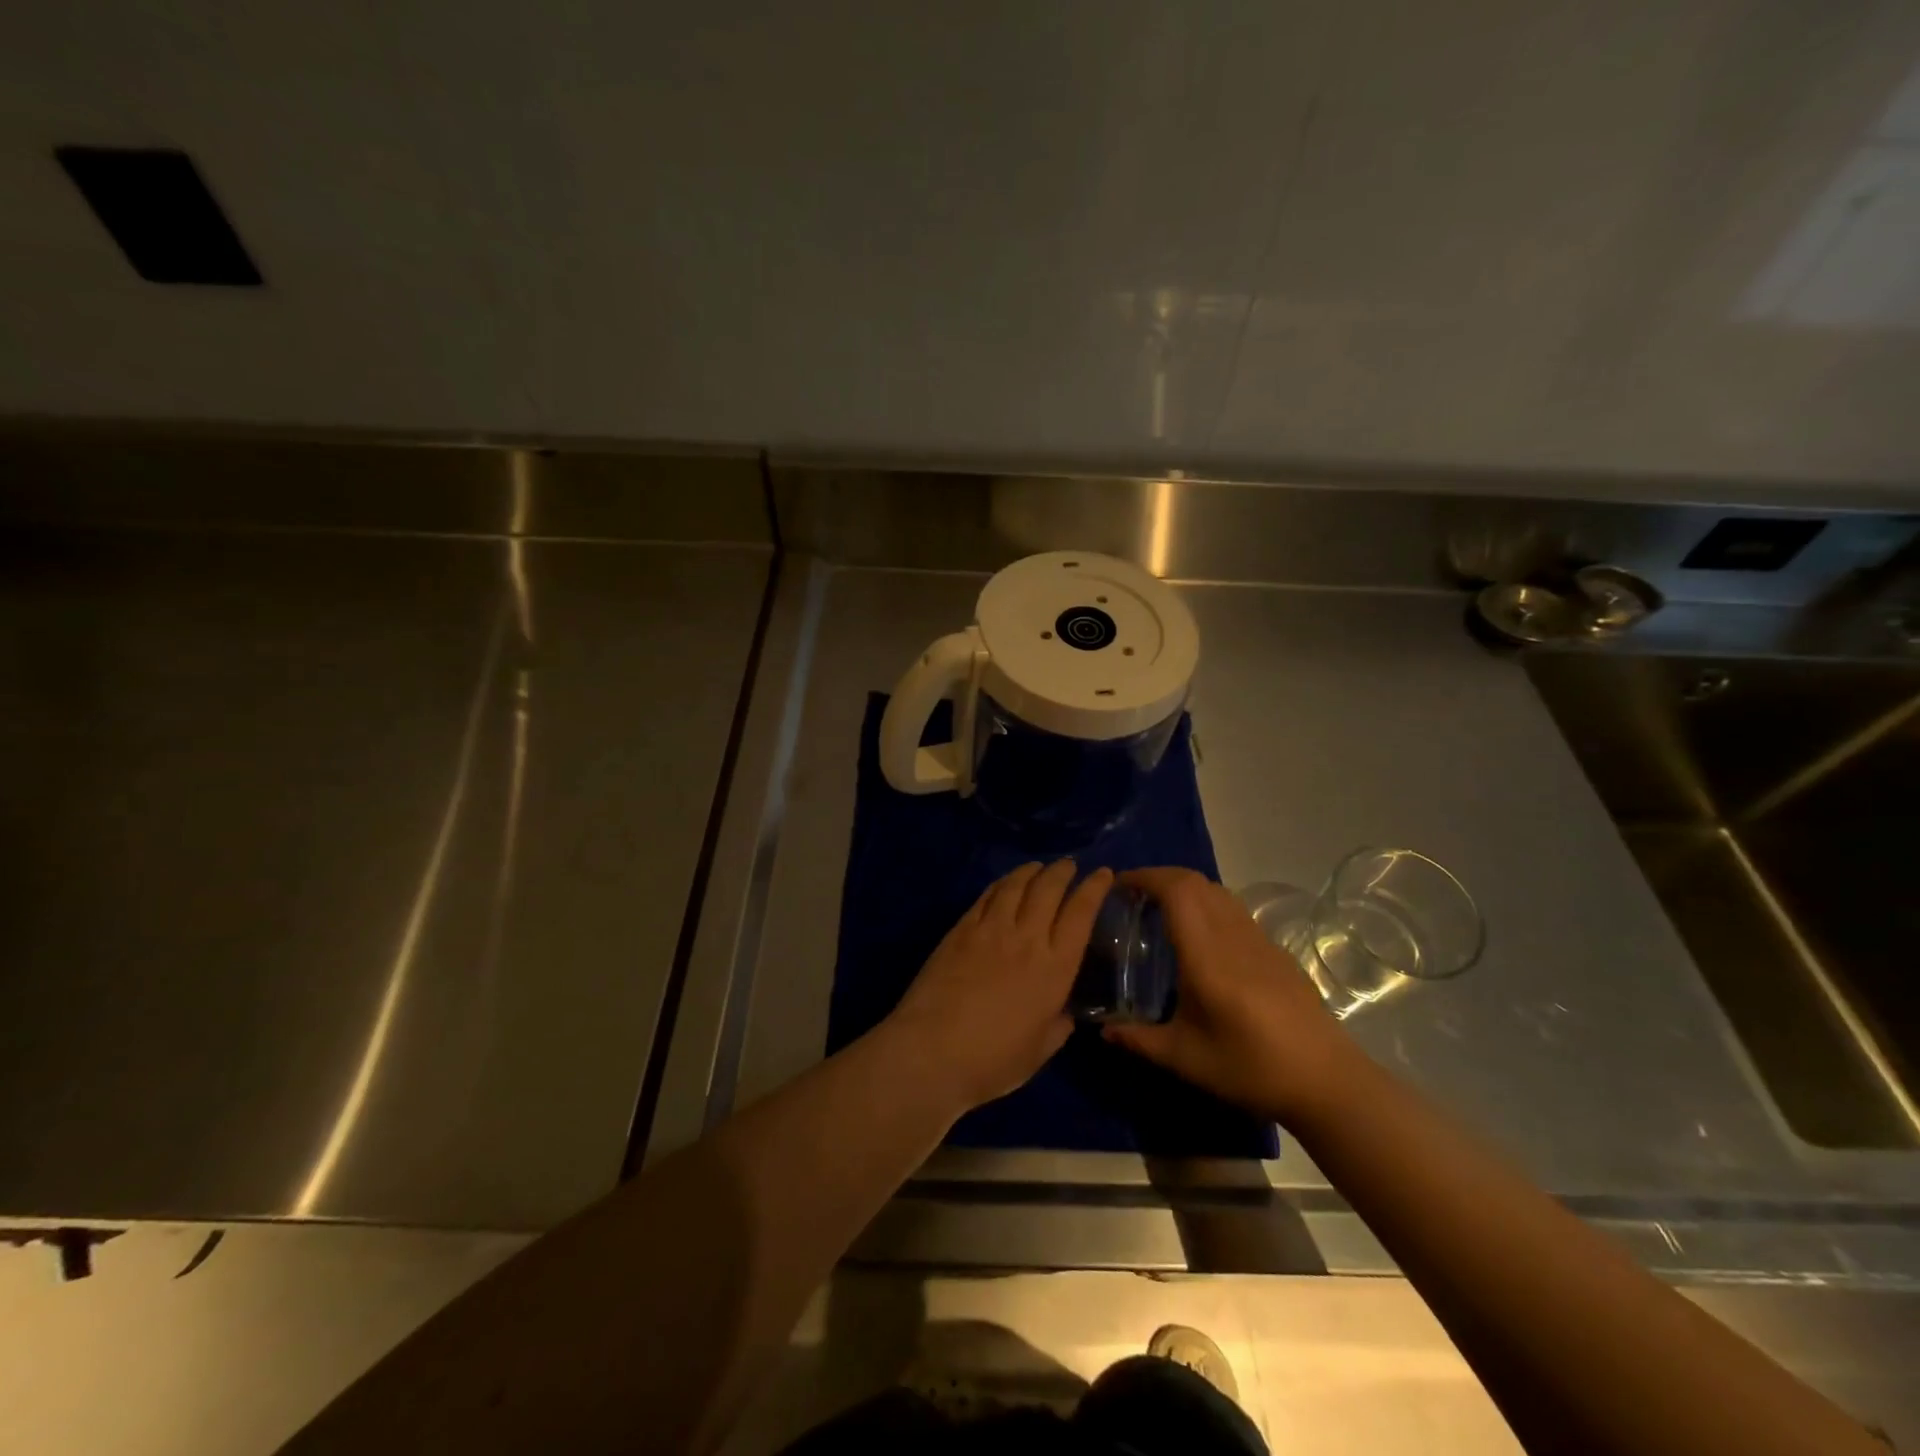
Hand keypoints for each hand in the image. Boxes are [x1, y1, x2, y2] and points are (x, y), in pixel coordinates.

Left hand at [886, 860, 1111, 1111]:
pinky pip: (986, 896)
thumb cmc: (992, 1061)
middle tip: (1069, 865)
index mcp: (1055, 968)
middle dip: (1062, 872)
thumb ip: (1058, 1026)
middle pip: (1049, 890)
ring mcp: (990, 930)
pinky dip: (1000, 884)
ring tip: (1038, 867)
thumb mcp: (1039, 1051)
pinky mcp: (960, 930)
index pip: (1081, 914)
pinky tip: (1004, 884)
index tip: (1103, 873)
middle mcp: (1026, 939)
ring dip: (1031, 871)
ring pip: (1016, 886)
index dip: (1094, 889)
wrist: (932, 1051)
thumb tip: (1064, 1013)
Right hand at [1102, 867, 1356, 1124]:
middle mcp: (1233, 936)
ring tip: (1162, 911)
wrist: (1328, 1082)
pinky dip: (1207, 906)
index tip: (1119, 884)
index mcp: (1207, 954)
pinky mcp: (1276, 952)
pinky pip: (1234, 911)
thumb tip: (1103, 1030)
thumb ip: (1139, 1039)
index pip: (1177, 891)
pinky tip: (1200, 940)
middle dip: (1161, 877)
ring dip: (1186, 888)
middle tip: (1133, 896)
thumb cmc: (1251, 1068)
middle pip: (1196, 882)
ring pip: (1218, 892)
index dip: (1146, 877)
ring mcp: (1259, 940)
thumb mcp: (1186, 1058)